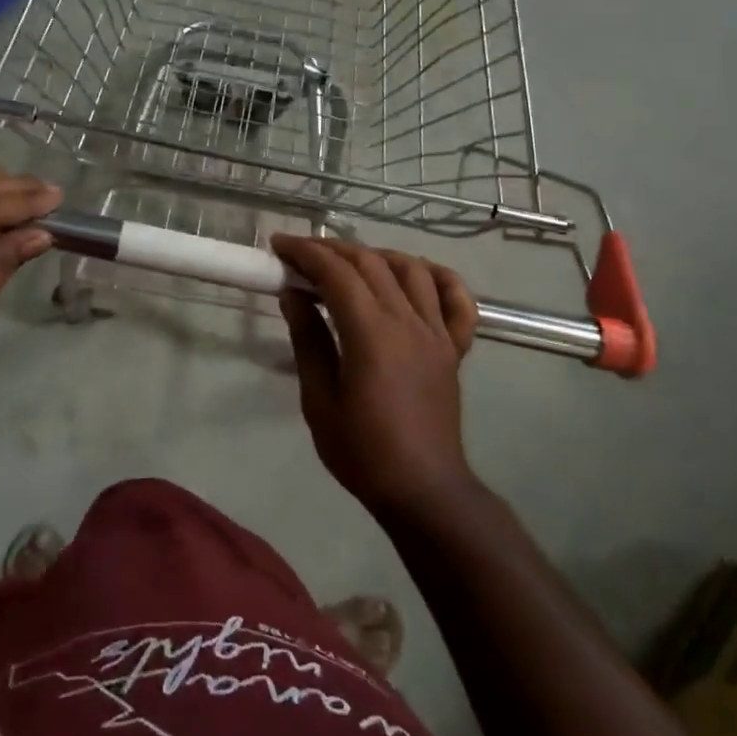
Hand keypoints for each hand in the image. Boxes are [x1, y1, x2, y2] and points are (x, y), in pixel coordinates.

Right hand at [270, 235, 480, 514]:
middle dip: (332, 249)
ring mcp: (438, 332)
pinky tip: (416, 274)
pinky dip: (437, 277)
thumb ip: (308, 340)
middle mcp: (408, 322)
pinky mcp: (454, 347)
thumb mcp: (318, 400)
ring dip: (377, 255)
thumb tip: (293, 294)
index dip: (306, 252)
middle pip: (371, 263)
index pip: (337, 273)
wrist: (422, 489)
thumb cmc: (362, 451)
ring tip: (349, 263)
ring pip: (412, 270)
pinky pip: (457, 299)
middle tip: (302, 254)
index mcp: (371, 334)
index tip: (280, 246)